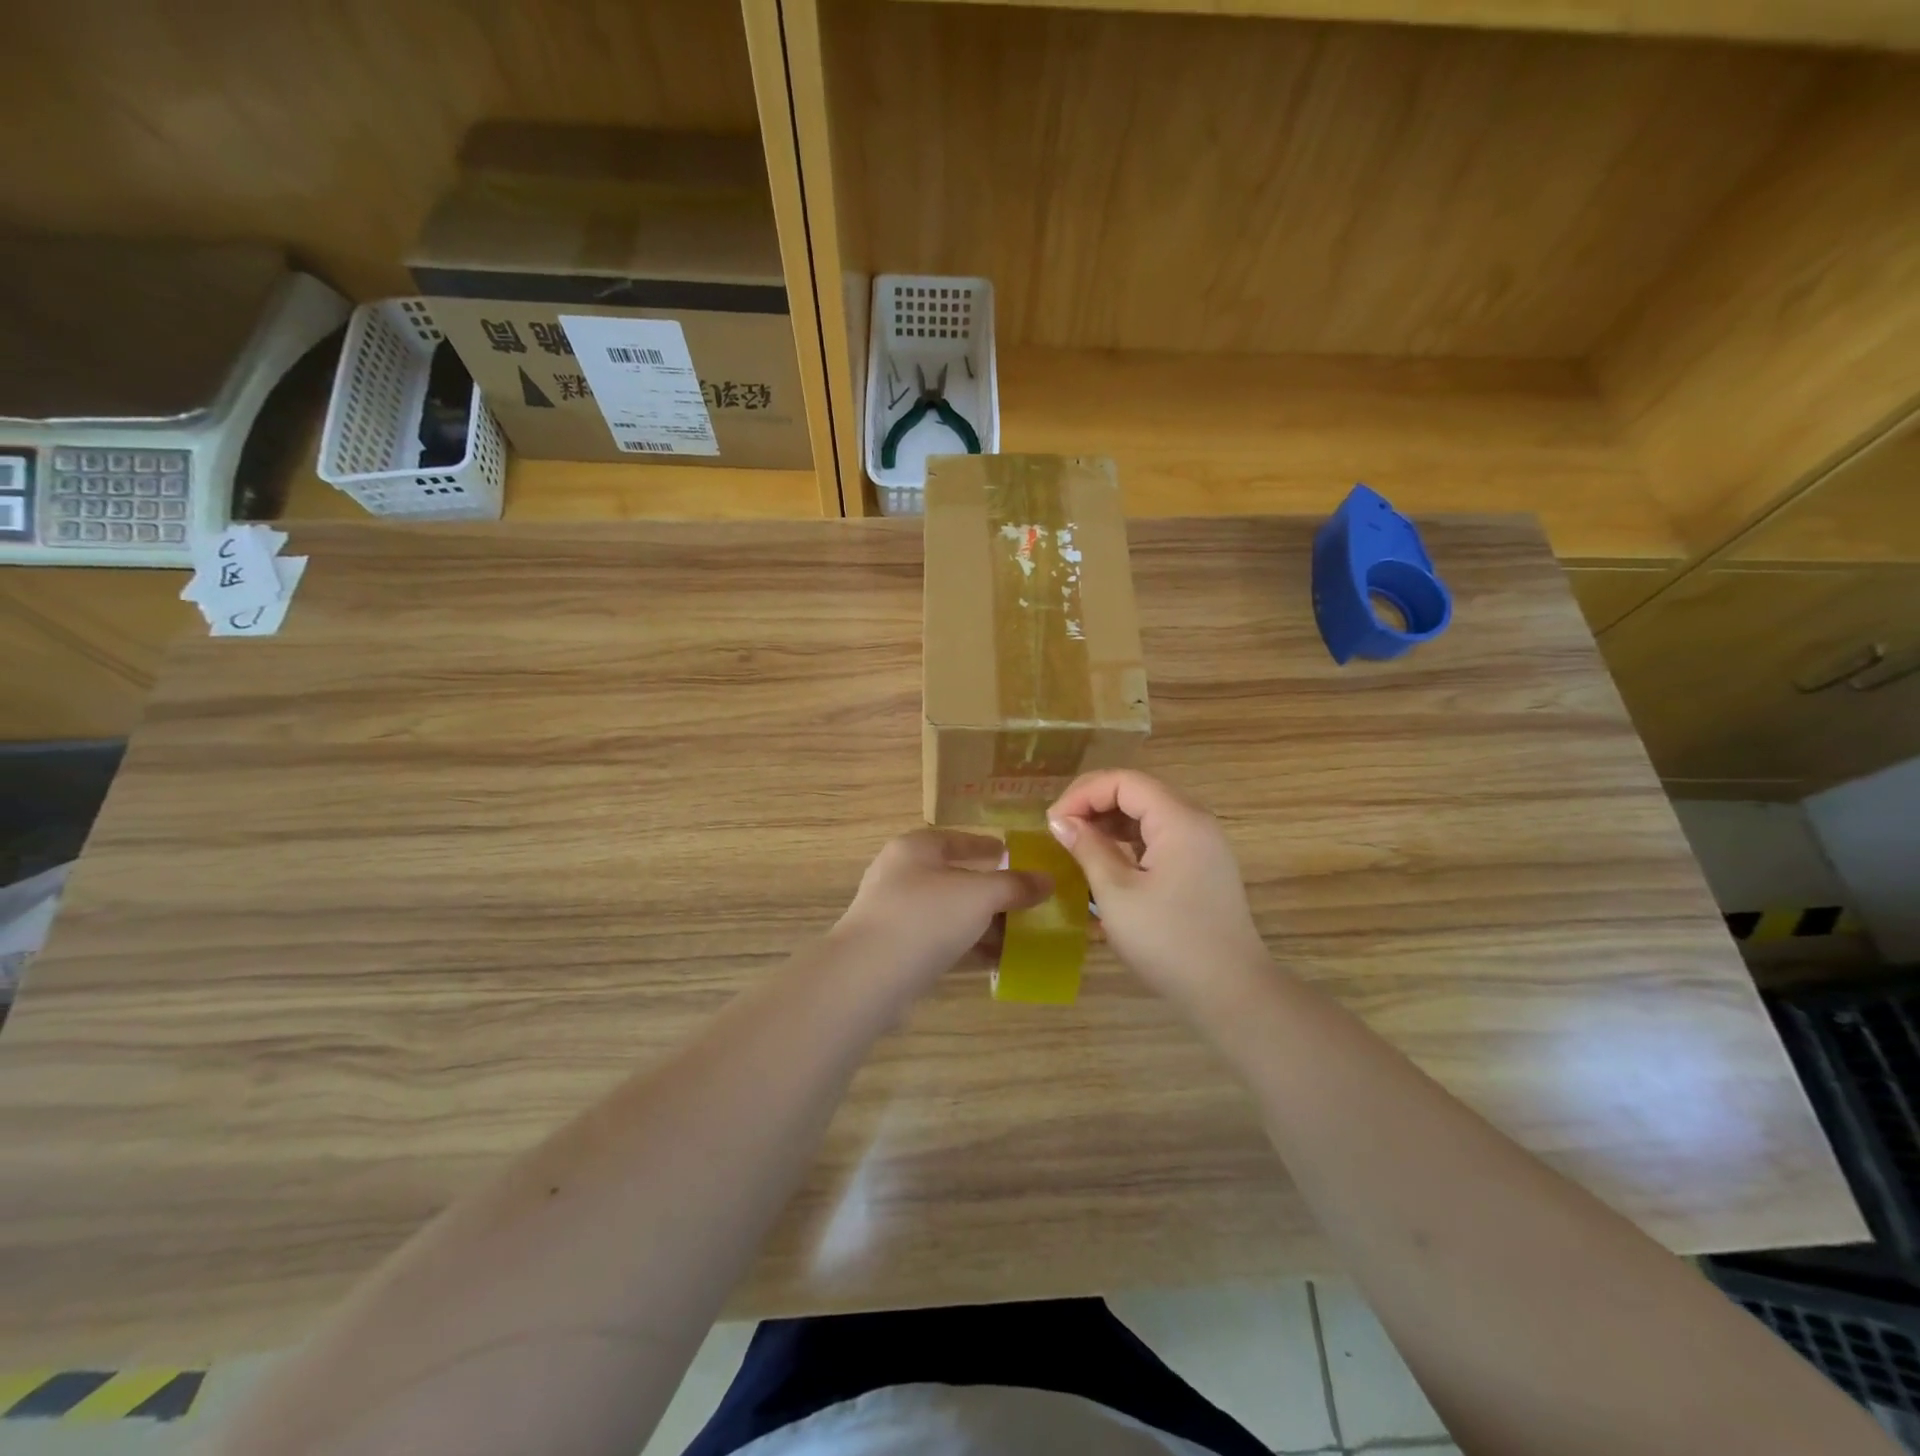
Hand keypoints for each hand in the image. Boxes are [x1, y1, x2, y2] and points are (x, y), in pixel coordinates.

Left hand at [833, 831, 1051, 998]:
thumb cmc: (925, 917)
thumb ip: (1014, 886)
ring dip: (982, 923)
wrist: (868, 976)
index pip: (958, 840)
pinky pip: (940, 943)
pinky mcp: (896, 952)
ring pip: (949, 914)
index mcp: (915, 849)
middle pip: (955, 878)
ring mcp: (895, 915)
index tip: (1017, 856)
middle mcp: (901, 876)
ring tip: (1020, 934)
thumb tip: (1048, 880)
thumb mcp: (979, 895)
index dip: (989, 847)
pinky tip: (996, 961)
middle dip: (991, 892)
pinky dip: (967, 948)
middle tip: (1026, 901)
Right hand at [1048, 771, 1270, 1011]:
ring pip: (1148, 815)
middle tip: (1060, 831)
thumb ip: (1088, 849)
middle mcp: (1195, 822)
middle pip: (1138, 792)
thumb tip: (1060, 821)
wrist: (1230, 991)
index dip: (1083, 793)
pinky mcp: (1202, 867)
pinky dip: (1129, 842)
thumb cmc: (1168, 940)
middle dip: (1094, 805)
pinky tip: (1106, 864)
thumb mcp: (1116, 893)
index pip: (1124, 782)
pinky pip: (1160, 838)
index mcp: (1178, 819)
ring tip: (1077, 846)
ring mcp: (1203, 845)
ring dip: (1110, 823)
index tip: (1053, 822)